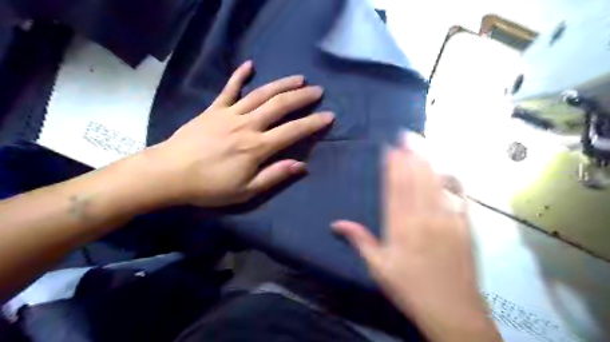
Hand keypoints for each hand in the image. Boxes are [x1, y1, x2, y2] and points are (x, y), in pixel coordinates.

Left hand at [149, 60, 332, 206]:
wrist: (169, 174)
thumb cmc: (209, 187)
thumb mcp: (246, 190)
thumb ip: (274, 176)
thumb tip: (301, 165)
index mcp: (256, 147)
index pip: (292, 131)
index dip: (313, 123)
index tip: (329, 116)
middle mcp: (247, 125)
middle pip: (279, 106)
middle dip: (302, 97)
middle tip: (318, 91)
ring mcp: (229, 114)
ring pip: (260, 94)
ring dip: (281, 84)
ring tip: (298, 78)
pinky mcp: (213, 109)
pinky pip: (229, 89)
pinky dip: (239, 75)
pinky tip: (249, 64)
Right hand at [333, 133, 500, 340]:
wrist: (452, 310)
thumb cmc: (410, 288)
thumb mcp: (378, 268)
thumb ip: (360, 241)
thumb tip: (336, 223)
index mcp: (400, 227)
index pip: (395, 189)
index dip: (392, 167)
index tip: (390, 149)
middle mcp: (423, 218)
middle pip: (415, 180)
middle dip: (410, 155)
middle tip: (406, 135)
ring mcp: (447, 220)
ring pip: (435, 183)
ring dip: (428, 161)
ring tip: (422, 142)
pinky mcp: (465, 226)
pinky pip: (459, 197)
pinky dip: (452, 180)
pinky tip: (448, 167)